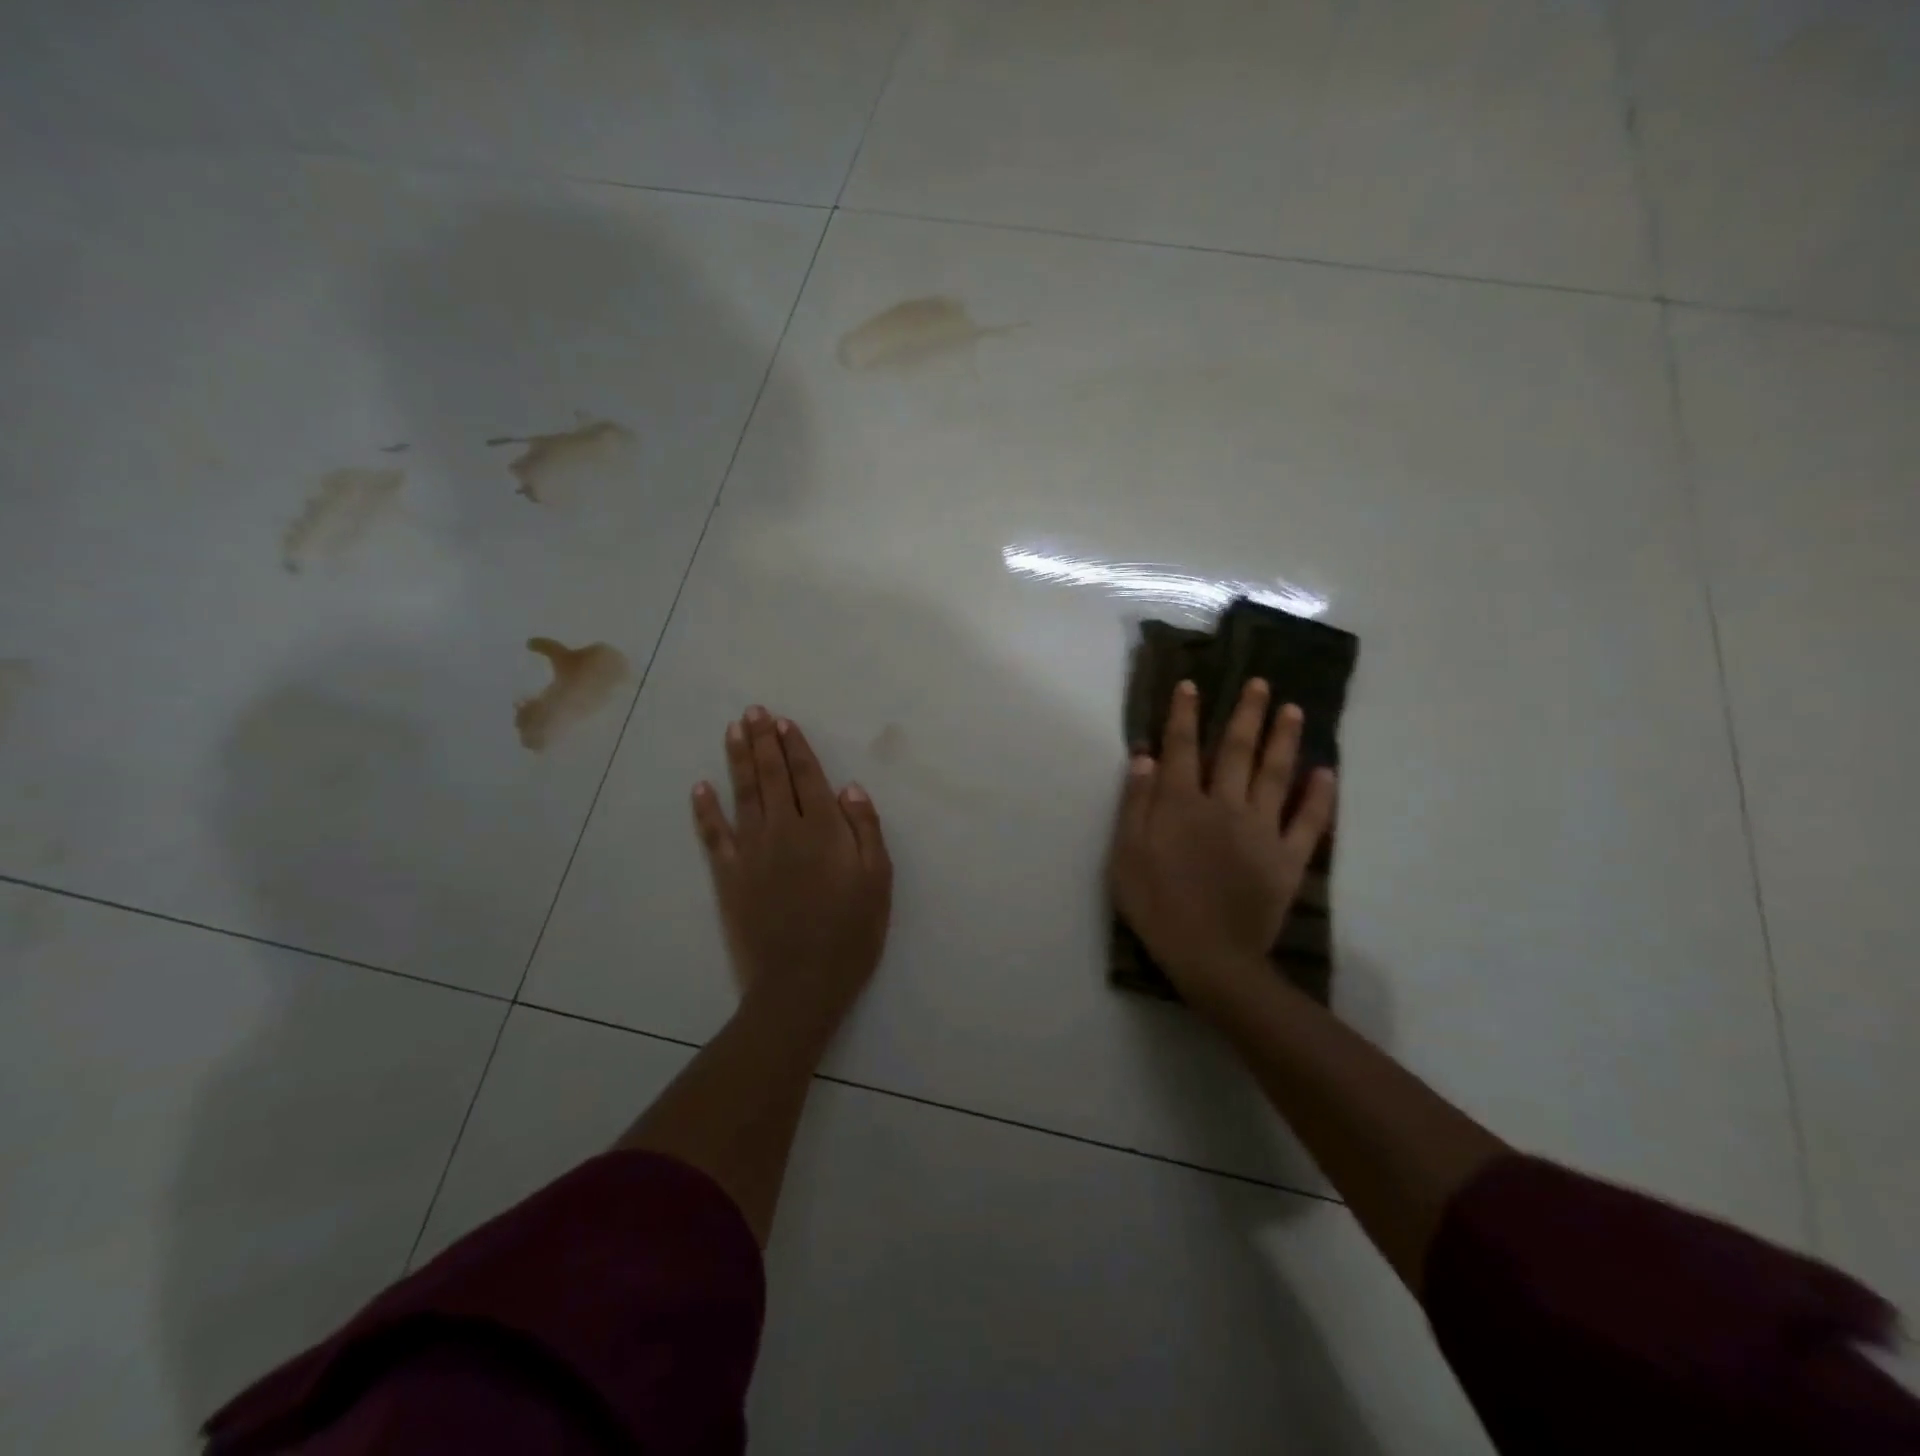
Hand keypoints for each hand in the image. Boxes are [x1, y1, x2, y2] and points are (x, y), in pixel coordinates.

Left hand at [692, 707, 892, 1036]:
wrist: (800, 983)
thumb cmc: (850, 933)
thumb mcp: (877, 881)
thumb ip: (866, 830)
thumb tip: (850, 788)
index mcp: (823, 830)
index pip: (807, 777)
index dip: (795, 748)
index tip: (783, 722)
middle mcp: (784, 830)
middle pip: (772, 776)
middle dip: (763, 741)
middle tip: (753, 711)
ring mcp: (752, 851)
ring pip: (743, 794)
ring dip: (737, 760)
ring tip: (733, 730)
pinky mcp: (728, 876)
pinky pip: (713, 835)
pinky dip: (704, 810)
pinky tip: (699, 787)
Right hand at [1109, 678, 1335, 1004]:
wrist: (1209, 956)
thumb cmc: (1157, 904)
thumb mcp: (1127, 854)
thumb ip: (1136, 803)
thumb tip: (1145, 756)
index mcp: (1182, 804)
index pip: (1183, 748)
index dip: (1186, 715)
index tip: (1193, 685)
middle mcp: (1225, 806)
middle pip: (1237, 751)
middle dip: (1247, 714)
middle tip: (1261, 684)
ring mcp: (1262, 831)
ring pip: (1276, 775)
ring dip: (1284, 740)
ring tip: (1294, 710)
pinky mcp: (1288, 859)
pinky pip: (1309, 822)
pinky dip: (1319, 796)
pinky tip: (1326, 772)